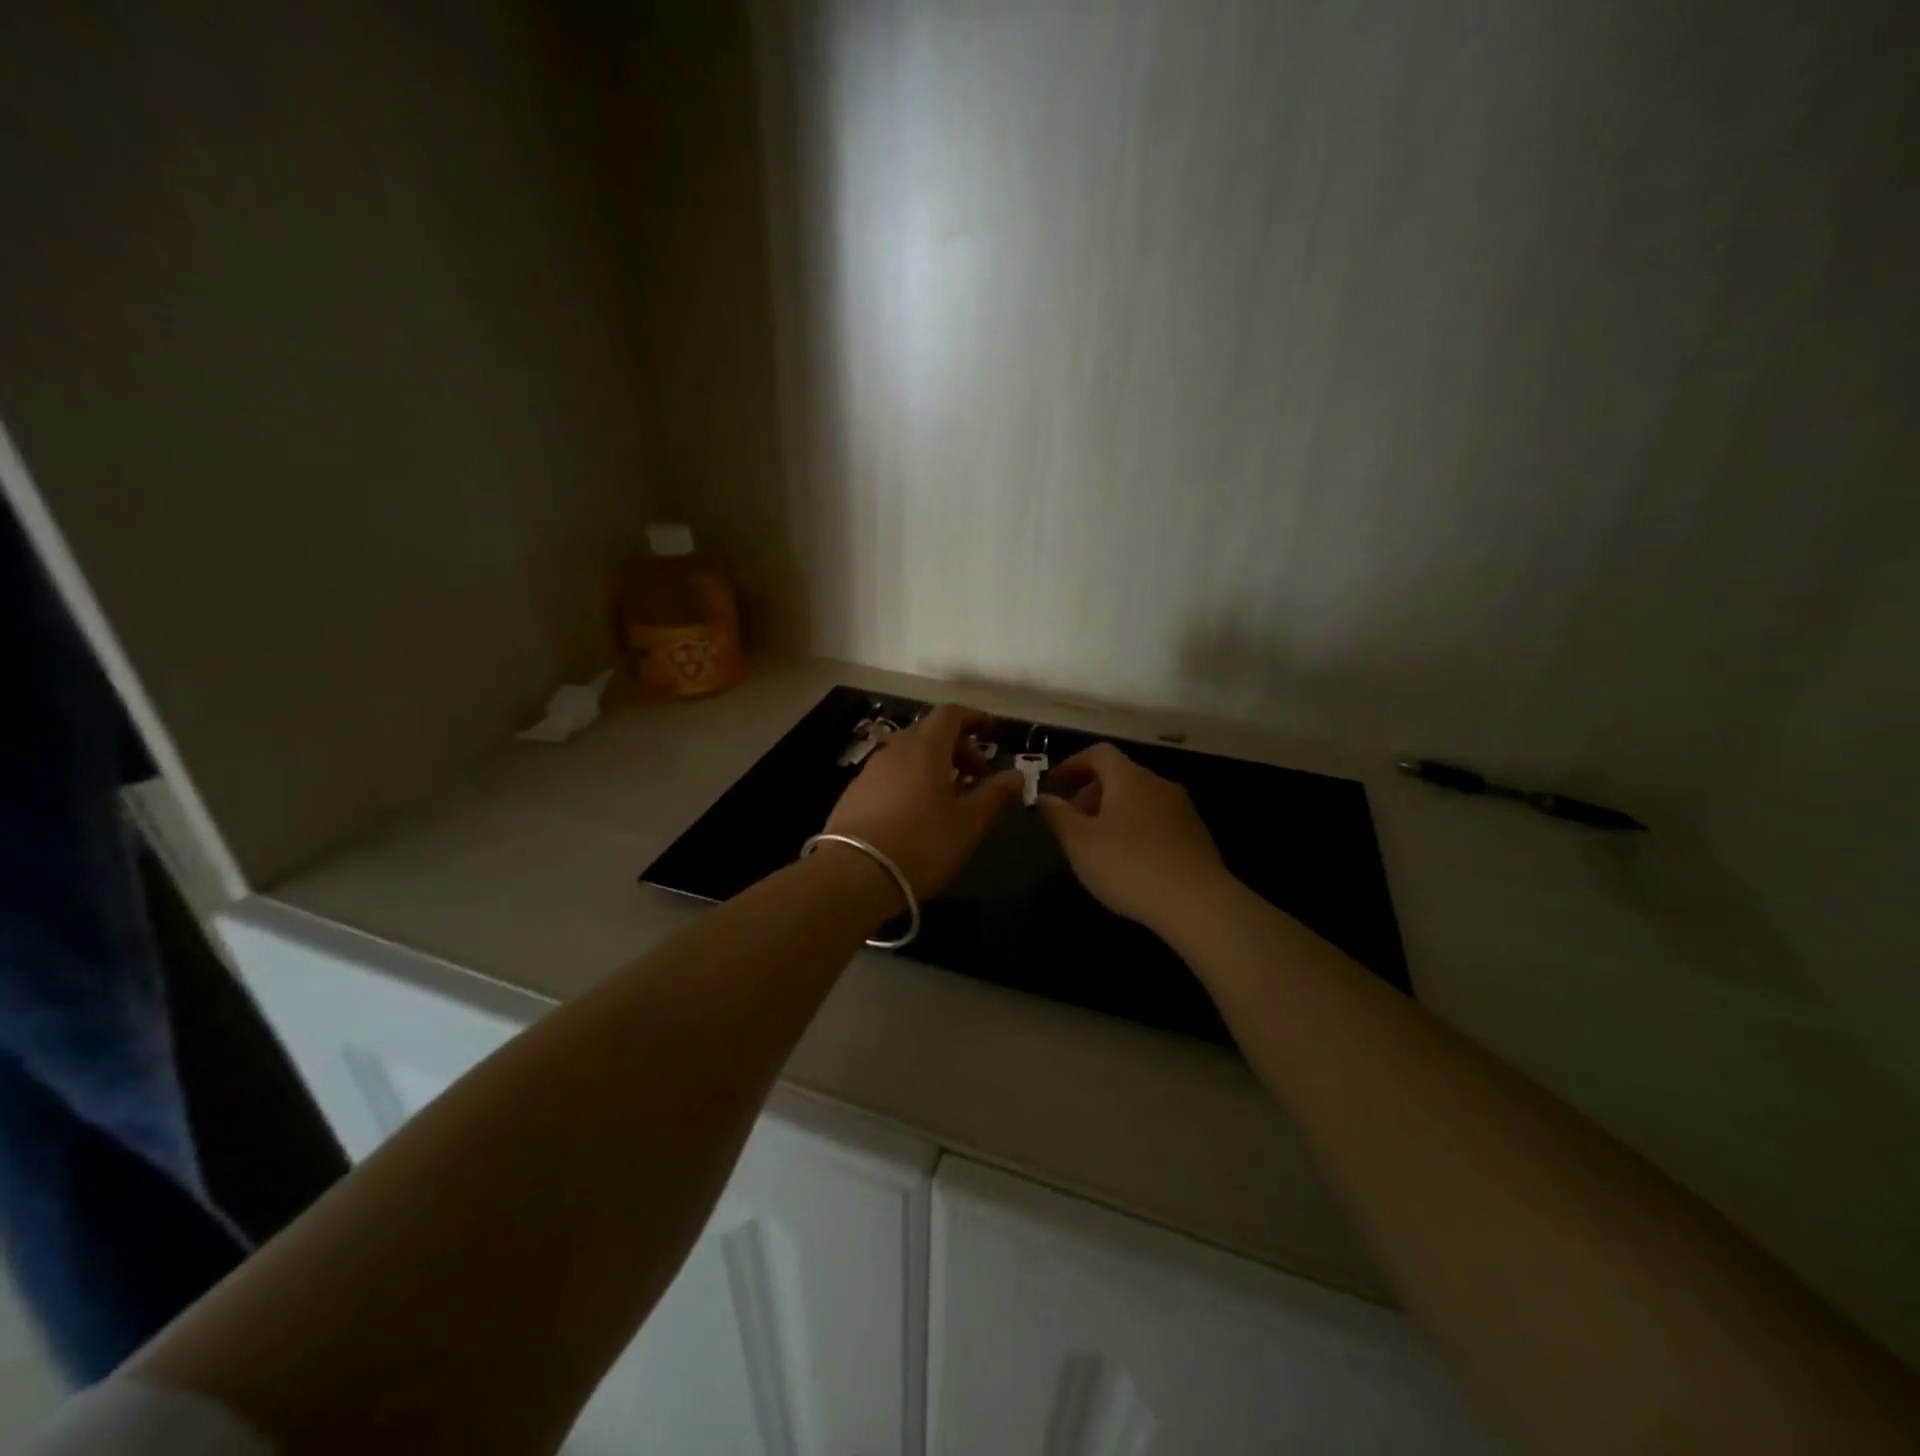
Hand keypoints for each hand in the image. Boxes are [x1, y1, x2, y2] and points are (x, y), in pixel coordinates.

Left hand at [822, 704, 1023, 900]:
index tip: (994, 733)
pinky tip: (918, 814)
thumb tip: (1017, 774)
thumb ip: (996, 795)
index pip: (951, 714)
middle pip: (930, 733)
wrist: (853, 875)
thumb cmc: (922, 844)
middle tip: (979, 776)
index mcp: (925, 748)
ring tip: (951, 798)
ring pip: (909, 755)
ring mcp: (870, 771)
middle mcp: (895, 750)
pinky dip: (912, 781)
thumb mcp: (969, 823)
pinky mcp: (854, 794)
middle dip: (959, 747)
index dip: (975, 718)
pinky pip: (891, 775)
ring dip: (935, 766)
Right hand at [1038, 742, 1234, 933]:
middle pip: (1120, 775)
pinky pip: (1157, 819)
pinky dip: (1136, 827)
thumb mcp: (1080, 843)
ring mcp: (1182, 808)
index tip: (1056, 784)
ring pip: (1139, 798)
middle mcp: (1158, 783)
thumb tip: (1044, 797)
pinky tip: (1130, 860)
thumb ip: (1058, 816)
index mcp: (1129, 778)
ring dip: (1114, 811)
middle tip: (1072, 820)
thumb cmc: (1129, 866)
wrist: (1198, 903)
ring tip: (1098, 843)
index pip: (1099, 753)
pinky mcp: (1196, 834)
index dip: (1074, 764)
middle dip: (1091, 791)